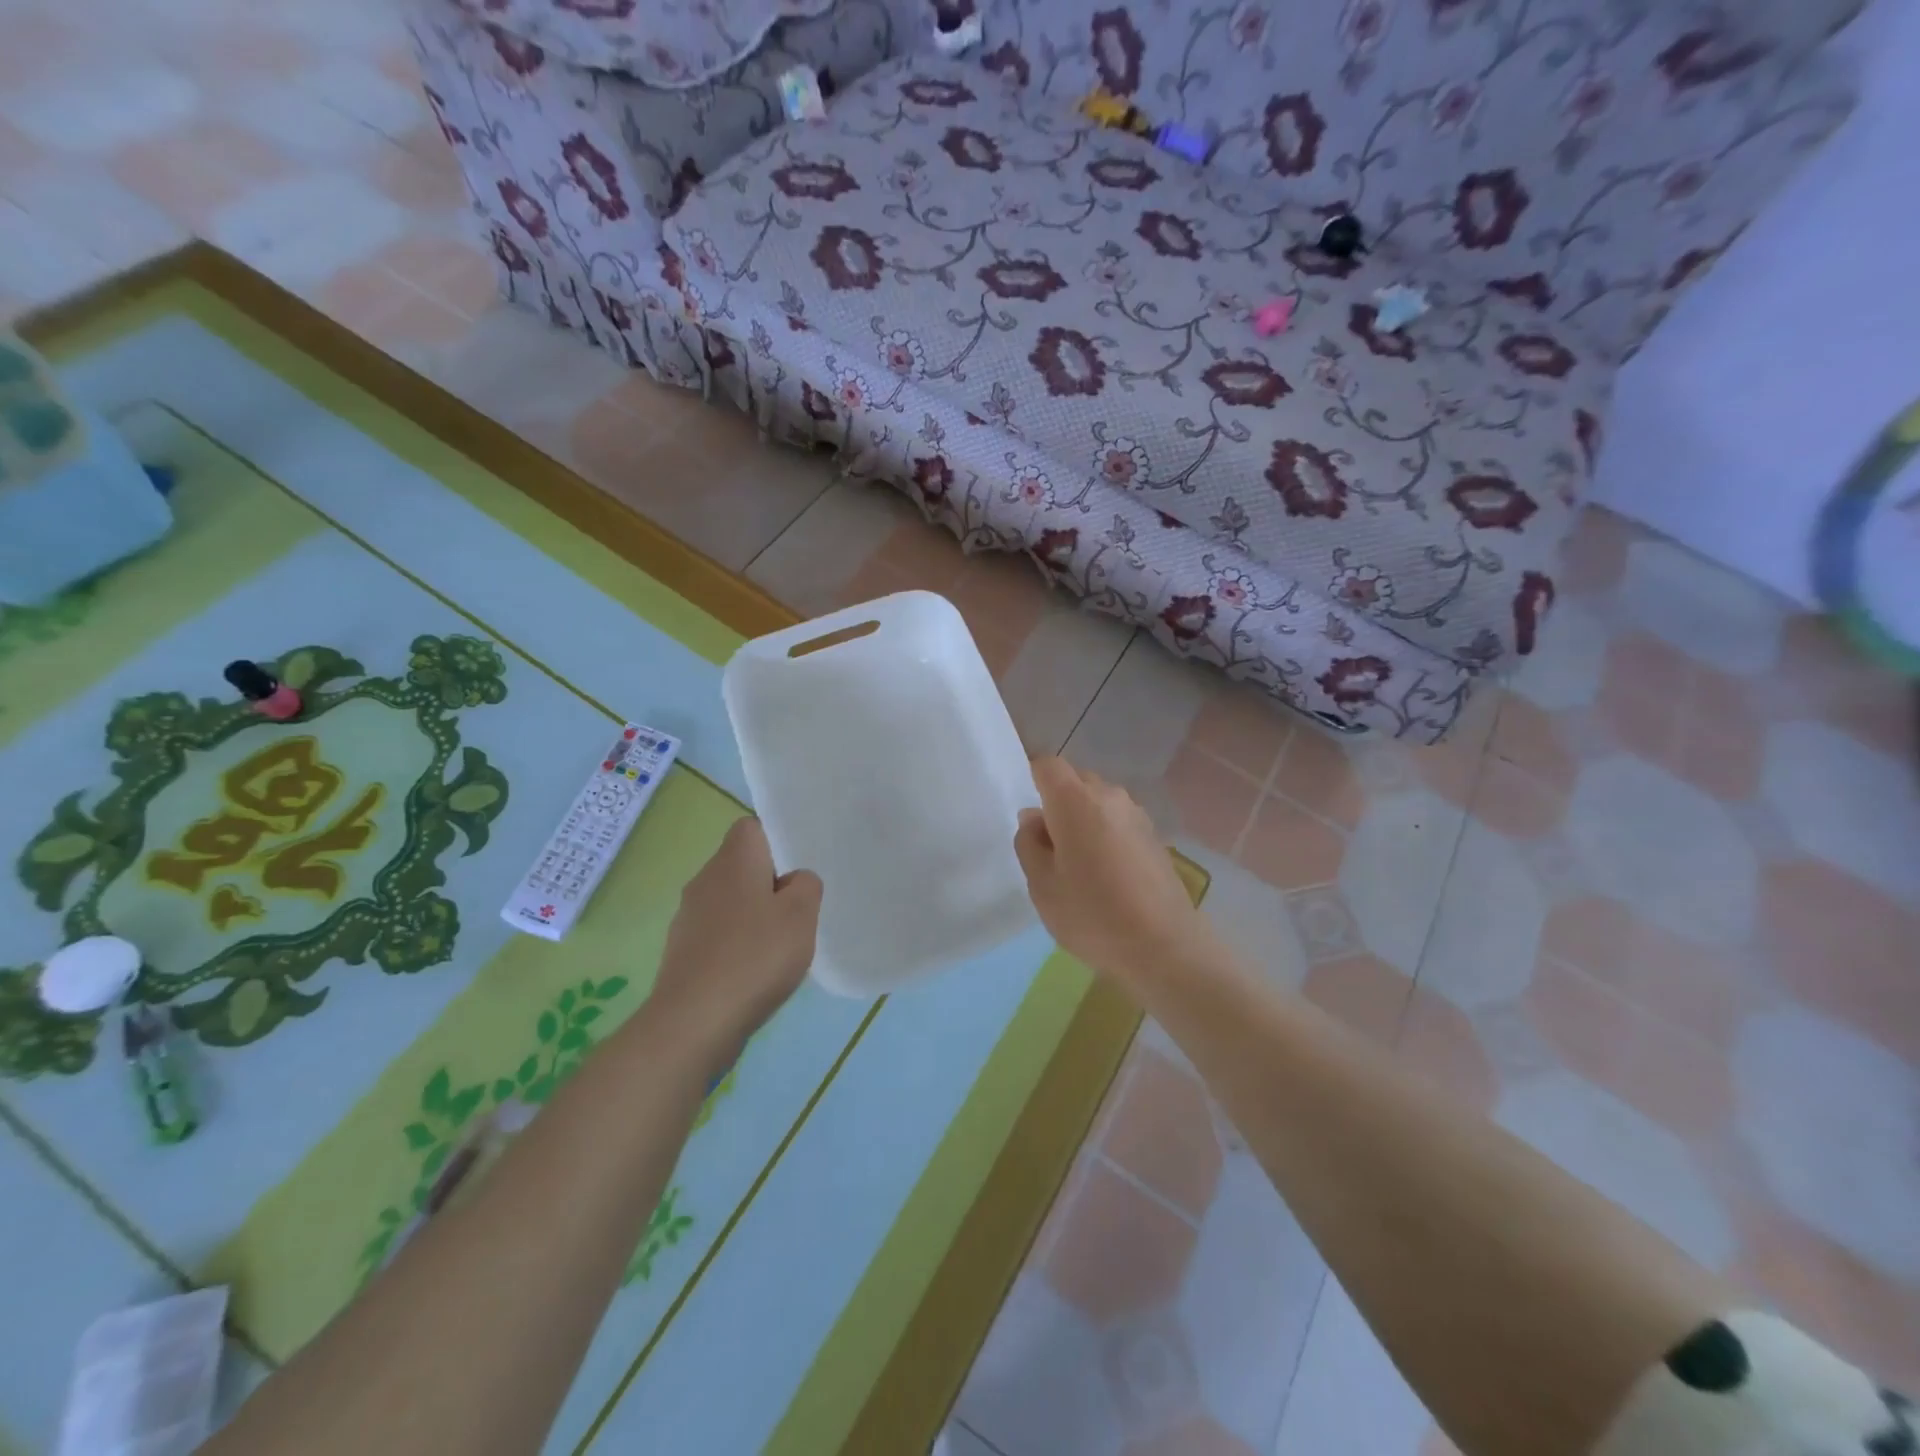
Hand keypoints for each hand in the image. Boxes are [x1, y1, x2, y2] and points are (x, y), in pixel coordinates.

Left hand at [650, 817, 821, 1057]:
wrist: (694, 1022)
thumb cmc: (754, 957)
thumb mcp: (801, 915)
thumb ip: (806, 886)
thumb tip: (793, 881)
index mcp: (733, 860)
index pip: (752, 827)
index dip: (777, 840)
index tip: (798, 867)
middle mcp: (705, 879)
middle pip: (741, 865)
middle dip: (770, 882)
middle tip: (798, 909)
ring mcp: (688, 916)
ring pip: (730, 900)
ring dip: (754, 914)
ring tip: (780, 945)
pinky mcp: (682, 951)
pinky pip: (718, 932)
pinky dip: (738, 943)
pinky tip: (755, 971)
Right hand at [1014, 757, 1210, 989]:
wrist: (1164, 946)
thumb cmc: (1092, 915)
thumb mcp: (1042, 885)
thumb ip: (1029, 844)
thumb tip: (1035, 819)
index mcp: (1075, 801)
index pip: (1048, 765)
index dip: (1032, 779)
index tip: (1028, 815)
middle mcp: (1109, 796)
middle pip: (1075, 781)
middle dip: (1057, 803)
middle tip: (1049, 847)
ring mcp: (1136, 814)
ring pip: (1098, 801)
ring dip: (1083, 820)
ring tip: (1078, 864)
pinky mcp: (1154, 836)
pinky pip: (1118, 821)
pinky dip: (1105, 834)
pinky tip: (1106, 874)